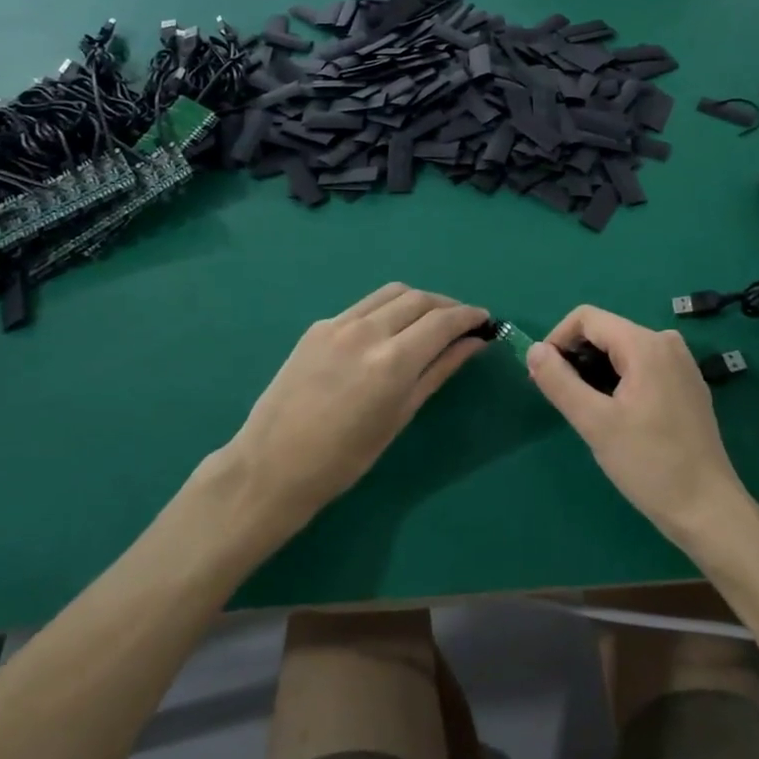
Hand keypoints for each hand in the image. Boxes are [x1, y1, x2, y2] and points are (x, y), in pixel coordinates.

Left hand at [223, 284, 489, 535]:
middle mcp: (367, 331)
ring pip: (391, 293)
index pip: (443, 320)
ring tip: (429, 321)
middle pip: (420, 299)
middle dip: (447, 306)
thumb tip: (473, 343)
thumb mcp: (401, 415)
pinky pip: (364, 306)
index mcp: (393, 361)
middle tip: (462, 323)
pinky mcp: (318, 326)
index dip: (469, 316)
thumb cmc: (345, 458)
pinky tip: (389, 332)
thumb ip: (439, 371)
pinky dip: (387, 310)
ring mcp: (338, 324)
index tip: (485, 320)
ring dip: (418, 301)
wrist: (273, 465)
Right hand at [527, 306, 752, 553]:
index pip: (587, 318)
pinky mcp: (687, 384)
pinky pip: (642, 366)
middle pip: (606, 332)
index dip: (557, 340)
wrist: (708, 509)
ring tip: (586, 411)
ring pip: (623, 350)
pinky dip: (619, 380)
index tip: (543, 376)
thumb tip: (533, 350)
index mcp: (645, 344)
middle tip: (560, 399)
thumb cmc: (649, 464)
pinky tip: (616, 415)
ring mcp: (681, 363)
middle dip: (576, 357)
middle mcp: (666, 342)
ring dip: (596, 371)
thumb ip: (559, 382)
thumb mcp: (595, 423)